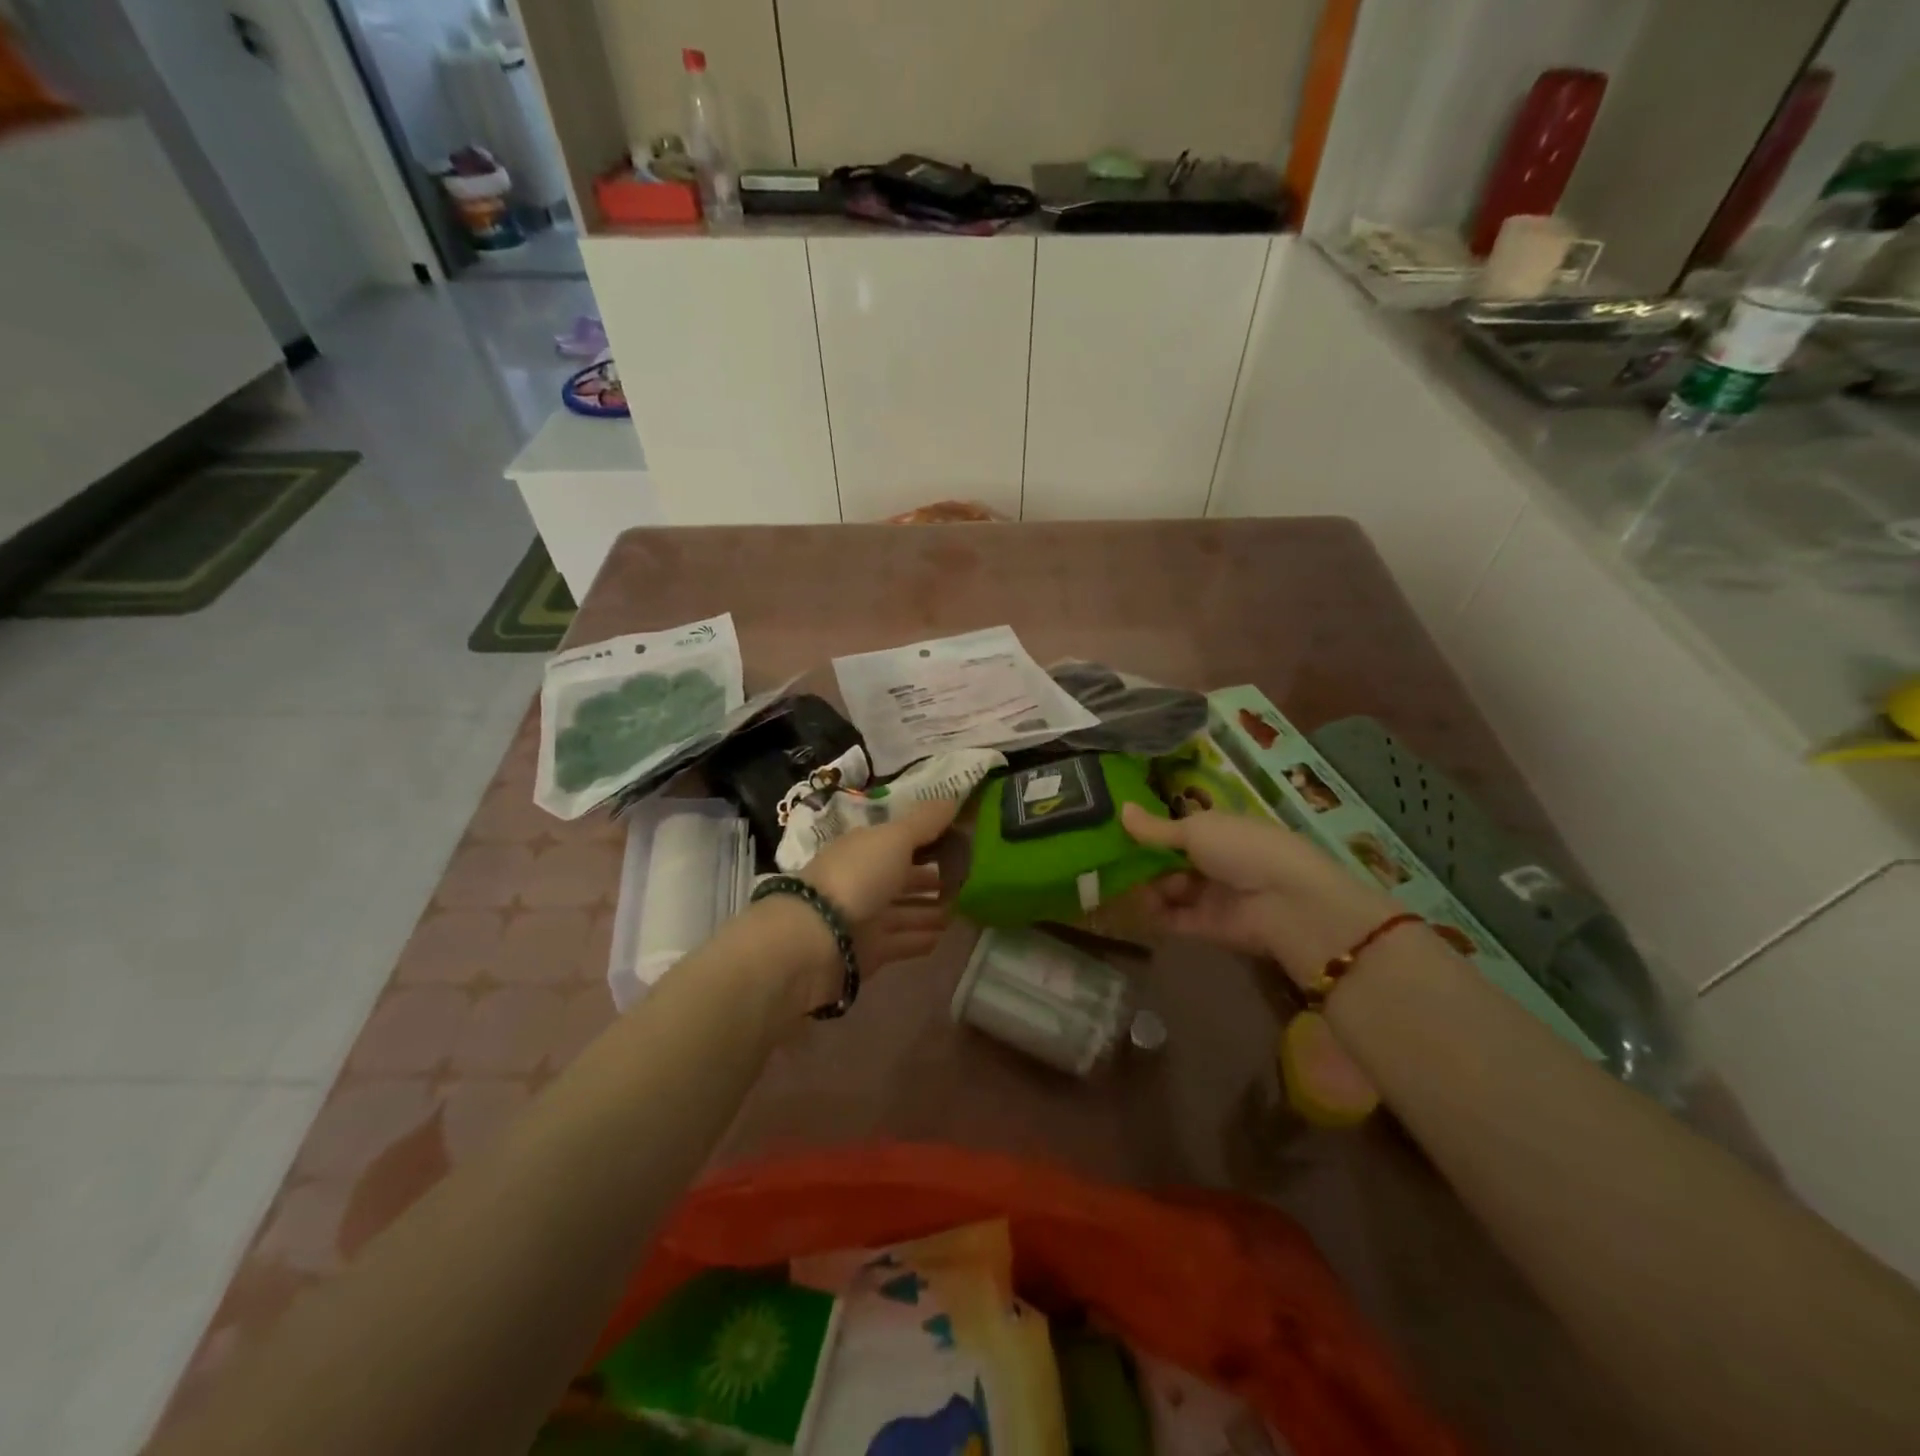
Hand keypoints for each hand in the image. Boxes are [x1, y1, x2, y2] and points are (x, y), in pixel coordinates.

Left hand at [801, 799, 959, 971]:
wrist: (817, 939)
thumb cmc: (858, 877)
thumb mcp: (894, 839)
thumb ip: (924, 822)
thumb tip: (953, 799)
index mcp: (865, 848)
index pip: (902, 840)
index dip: (929, 839)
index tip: (962, 842)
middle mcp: (864, 880)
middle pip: (903, 877)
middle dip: (932, 878)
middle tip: (969, 880)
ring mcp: (865, 917)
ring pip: (905, 910)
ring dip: (930, 910)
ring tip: (963, 910)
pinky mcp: (868, 951)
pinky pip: (901, 941)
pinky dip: (920, 938)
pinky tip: (943, 937)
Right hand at [1120, 804, 1397, 987]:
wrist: (1287, 904)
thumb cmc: (1243, 849)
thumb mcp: (1196, 830)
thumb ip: (1156, 828)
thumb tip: (1121, 808)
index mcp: (1218, 830)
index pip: (1177, 829)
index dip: (1149, 830)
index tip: (1115, 830)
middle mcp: (1214, 861)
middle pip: (1168, 861)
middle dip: (1142, 861)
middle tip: (1110, 860)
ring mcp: (1210, 895)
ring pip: (1167, 889)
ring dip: (1145, 887)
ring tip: (1120, 884)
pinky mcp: (1205, 927)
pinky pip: (1171, 918)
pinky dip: (1152, 913)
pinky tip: (1130, 906)